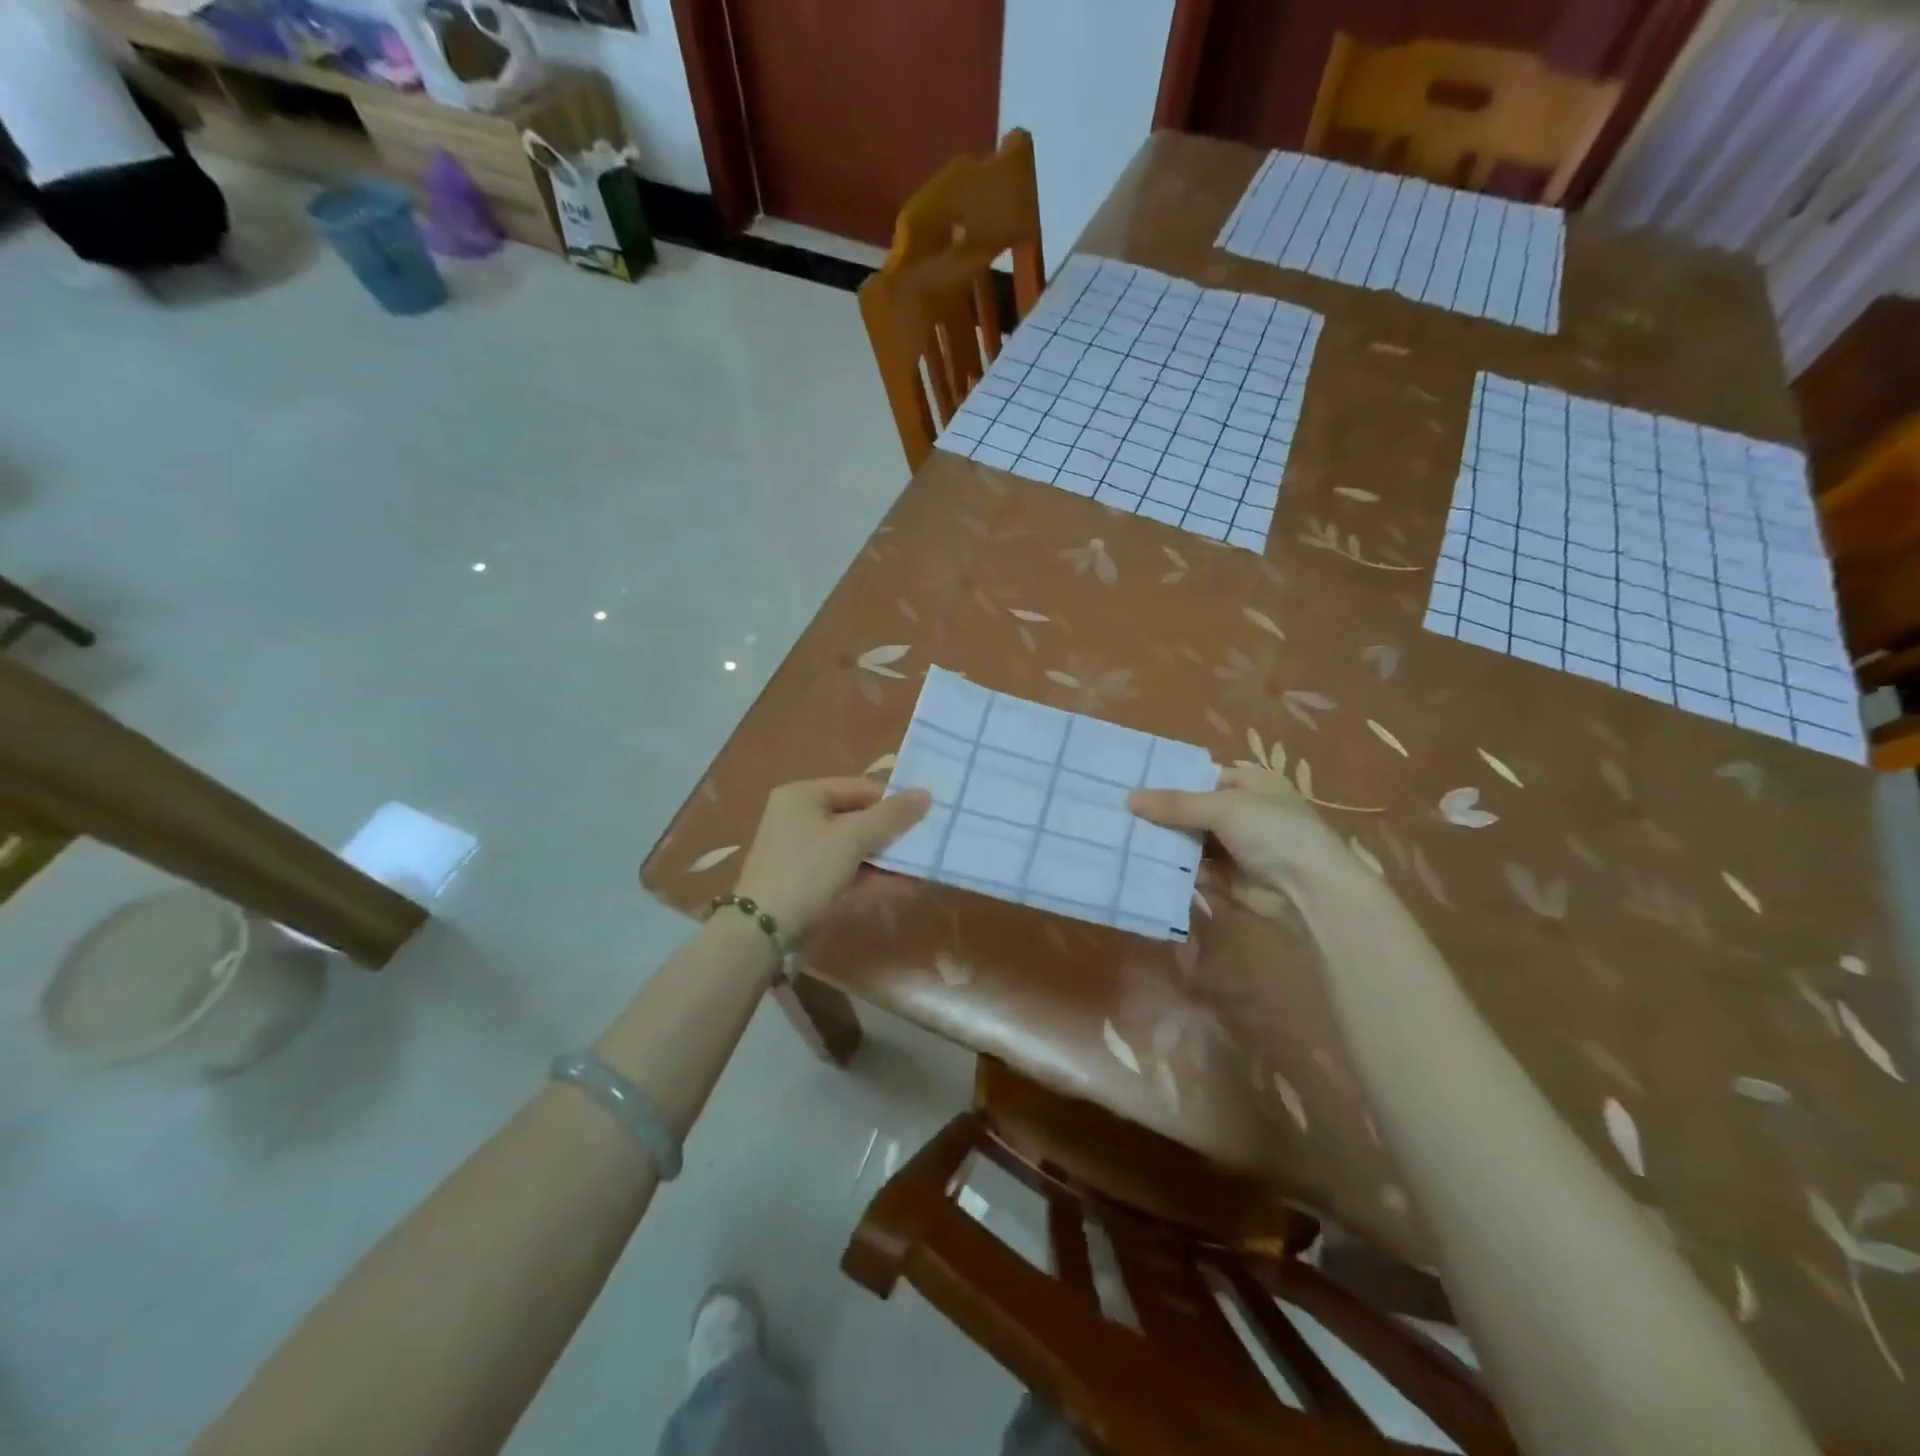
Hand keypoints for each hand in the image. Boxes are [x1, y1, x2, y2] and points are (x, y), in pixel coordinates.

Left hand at [733, 778, 930, 933]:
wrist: (763, 931)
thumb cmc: (807, 870)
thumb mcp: (852, 838)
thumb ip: (891, 816)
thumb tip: (926, 794)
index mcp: (803, 794)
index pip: (859, 787)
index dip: (893, 801)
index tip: (926, 816)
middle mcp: (799, 815)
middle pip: (857, 815)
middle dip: (891, 830)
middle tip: (925, 840)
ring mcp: (801, 849)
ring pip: (853, 844)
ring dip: (885, 854)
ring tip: (919, 863)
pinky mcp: (806, 878)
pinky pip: (845, 866)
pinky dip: (870, 872)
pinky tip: (901, 882)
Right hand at [1128, 765, 1356, 912]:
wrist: (1309, 891)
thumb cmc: (1274, 832)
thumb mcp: (1224, 807)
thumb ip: (1176, 804)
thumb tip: (1129, 798)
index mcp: (1250, 784)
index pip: (1202, 777)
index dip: (1169, 781)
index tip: (1131, 784)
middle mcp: (1242, 812)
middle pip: (1192, 809)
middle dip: (1161, 814)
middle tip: (1118, 812)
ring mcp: (1235, 847)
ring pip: (1190, 840)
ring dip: (1164, 841)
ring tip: (1121, 836)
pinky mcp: (1227, 878)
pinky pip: (1193, 868)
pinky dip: (1173, 868)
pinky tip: (1140, 863)